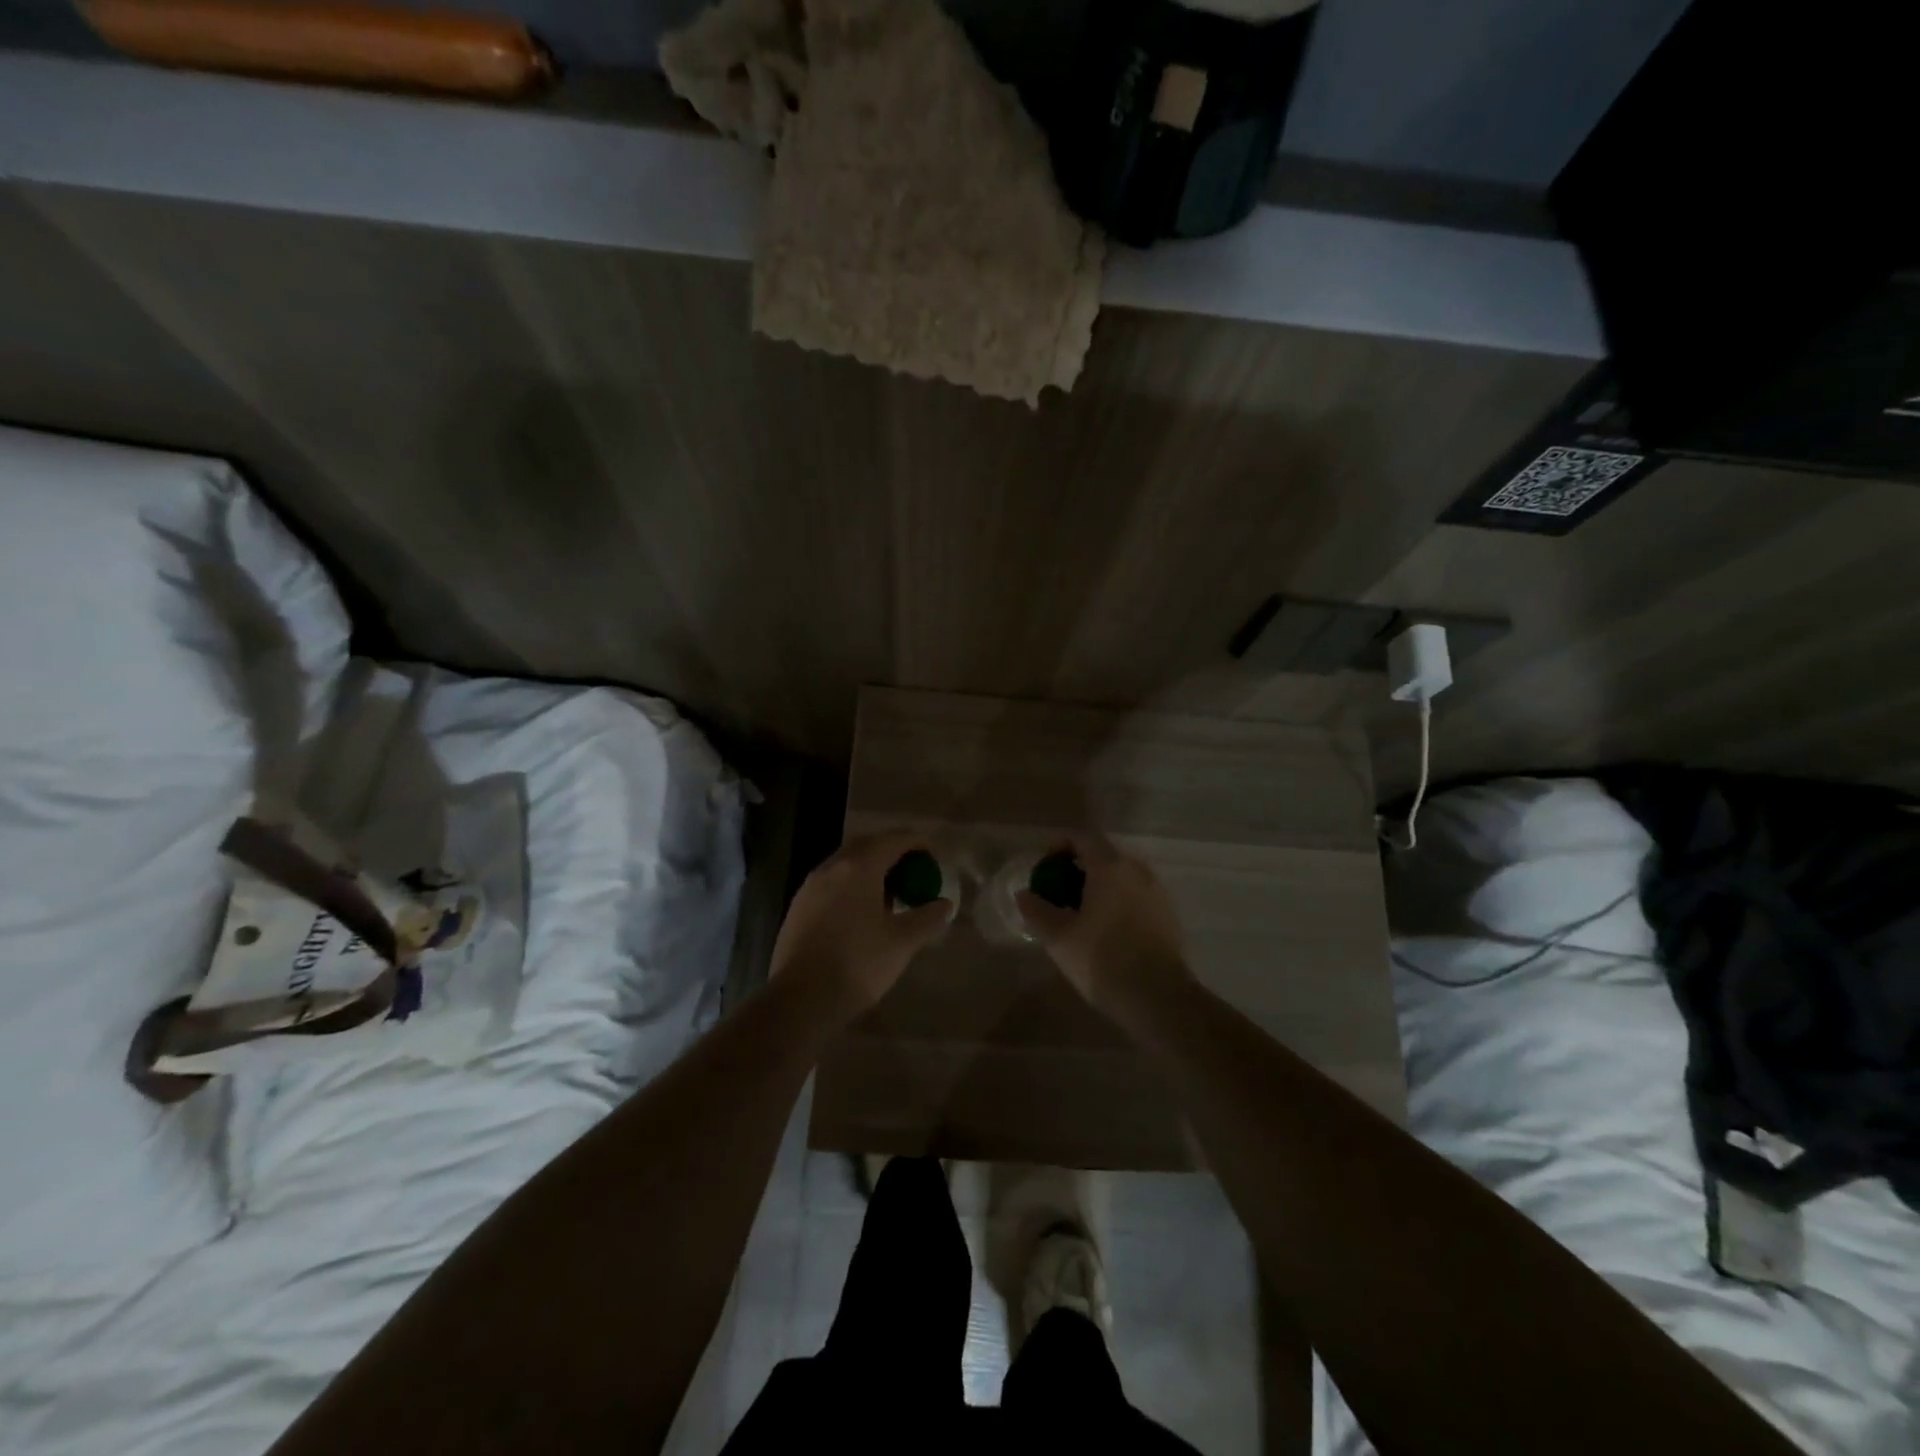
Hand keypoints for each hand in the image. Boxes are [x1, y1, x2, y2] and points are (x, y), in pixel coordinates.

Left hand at [769, 833, 954, 1014]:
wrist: (801, 999)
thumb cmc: (859, 964)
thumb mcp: (902, 942)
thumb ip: (927, 918)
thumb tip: (945, 904)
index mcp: (859, 867)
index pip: (893, 840)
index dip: (916, 842)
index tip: (932, 853)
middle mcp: (832, 867)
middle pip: (866, 846)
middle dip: (891, 851)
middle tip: (912, 869)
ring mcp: (810, 886)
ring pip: (845, 864)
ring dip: (869, 869)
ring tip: (890, 892)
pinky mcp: (798, 907)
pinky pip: (831, 883)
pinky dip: (851, 885)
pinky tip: (861, 912)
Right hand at [1016, 832, 1189, 1014]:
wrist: (1159, 998)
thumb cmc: (1103, 960)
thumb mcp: (1059, 937)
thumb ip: (1037, 910)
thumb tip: (1024, 894)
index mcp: (1111, 867)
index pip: (1082, 838)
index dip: (1059, 846)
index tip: (1044, 867)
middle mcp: (1137, 870)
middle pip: (1103, 855)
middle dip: (1078, 867)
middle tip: (1058, 892)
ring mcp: (1157, 891)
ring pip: (1122, 876)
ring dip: (1099, 885)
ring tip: (1080, 913)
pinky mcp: (1168, 914)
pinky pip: (1136, 895)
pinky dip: (1118, 901)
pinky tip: (1106, 929)